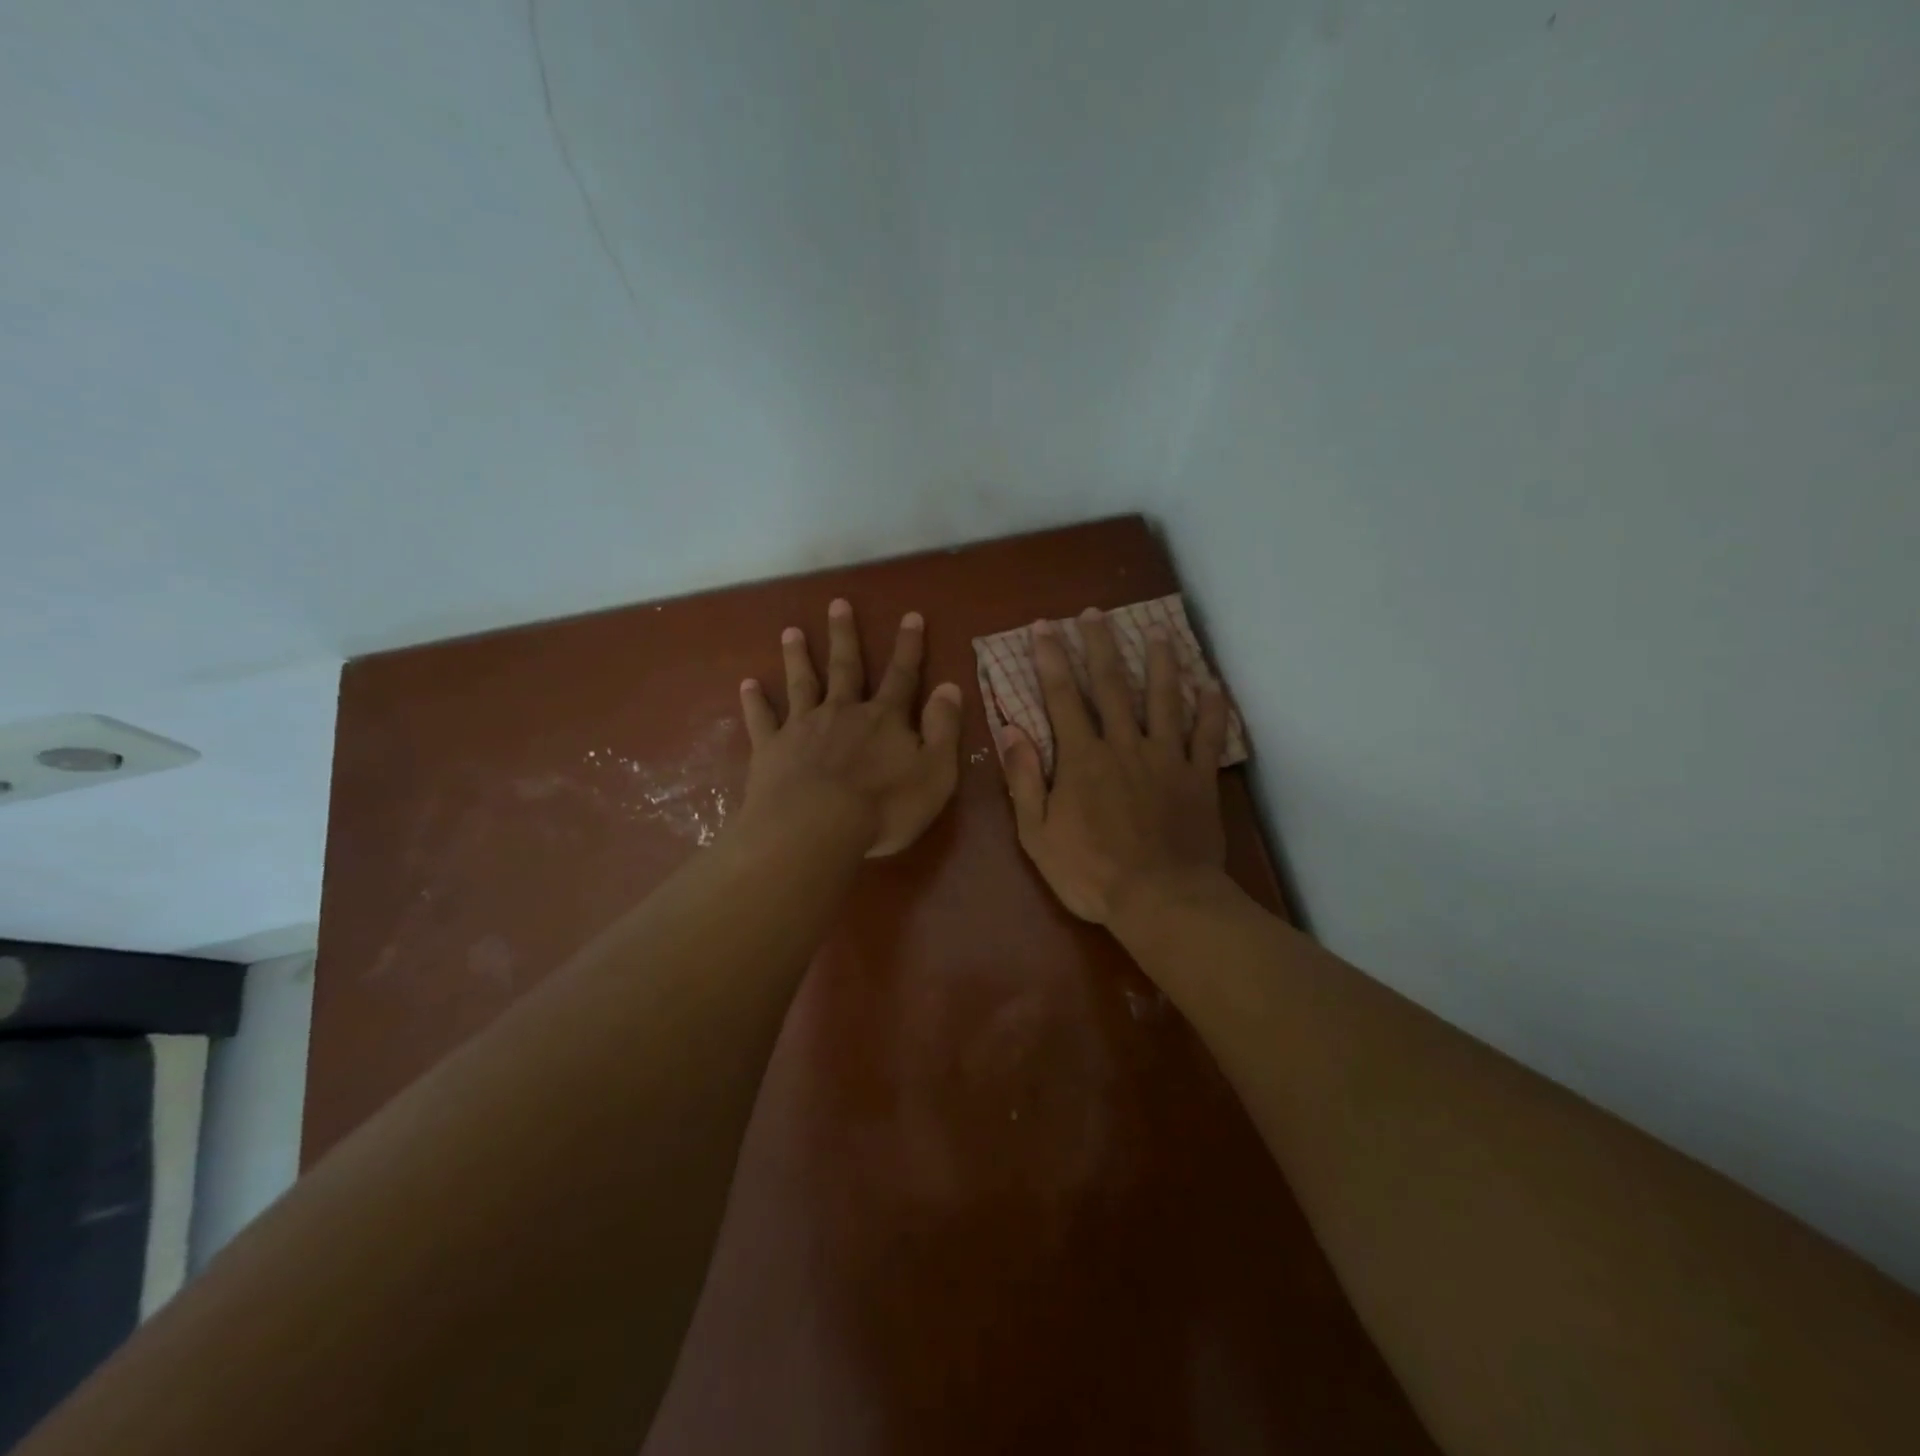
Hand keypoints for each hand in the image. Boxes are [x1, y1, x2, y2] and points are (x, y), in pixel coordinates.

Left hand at [737, 599, 963, 857]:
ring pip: (802, 683)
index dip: (909, 646)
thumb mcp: (935, 773)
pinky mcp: (771, 748)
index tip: (911, 616)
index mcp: (884, 719)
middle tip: (837, 604)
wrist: (814, 829)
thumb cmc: (883, 808)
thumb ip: (943, 729)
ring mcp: (803, 727)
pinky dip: (754, 701)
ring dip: (797, 656)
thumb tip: (950, 687)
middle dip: (844, 636)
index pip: (902, 676)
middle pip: (845, 667)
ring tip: (790, 631)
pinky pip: (762, 719)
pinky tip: (747, 684)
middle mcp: (842, 712)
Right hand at [997, 609, 1230, 923]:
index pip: (1063, 696)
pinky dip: (1212, 709)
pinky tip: (1212, 685)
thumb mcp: (1037, 833)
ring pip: (1164, 698)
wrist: (1159, 899)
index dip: (1051, 659)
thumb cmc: (1090, 872)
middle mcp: (1124, 744)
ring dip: (1160, 662)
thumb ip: (1024, 779)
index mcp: (1082, 757)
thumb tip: (1012, 730)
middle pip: (1112, 685)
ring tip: (1157, 631)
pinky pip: (1208, 735)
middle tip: (1095, 613)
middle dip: (1100, 645)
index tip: (1044, 627)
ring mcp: (1166, 757)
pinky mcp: (1198, 776)